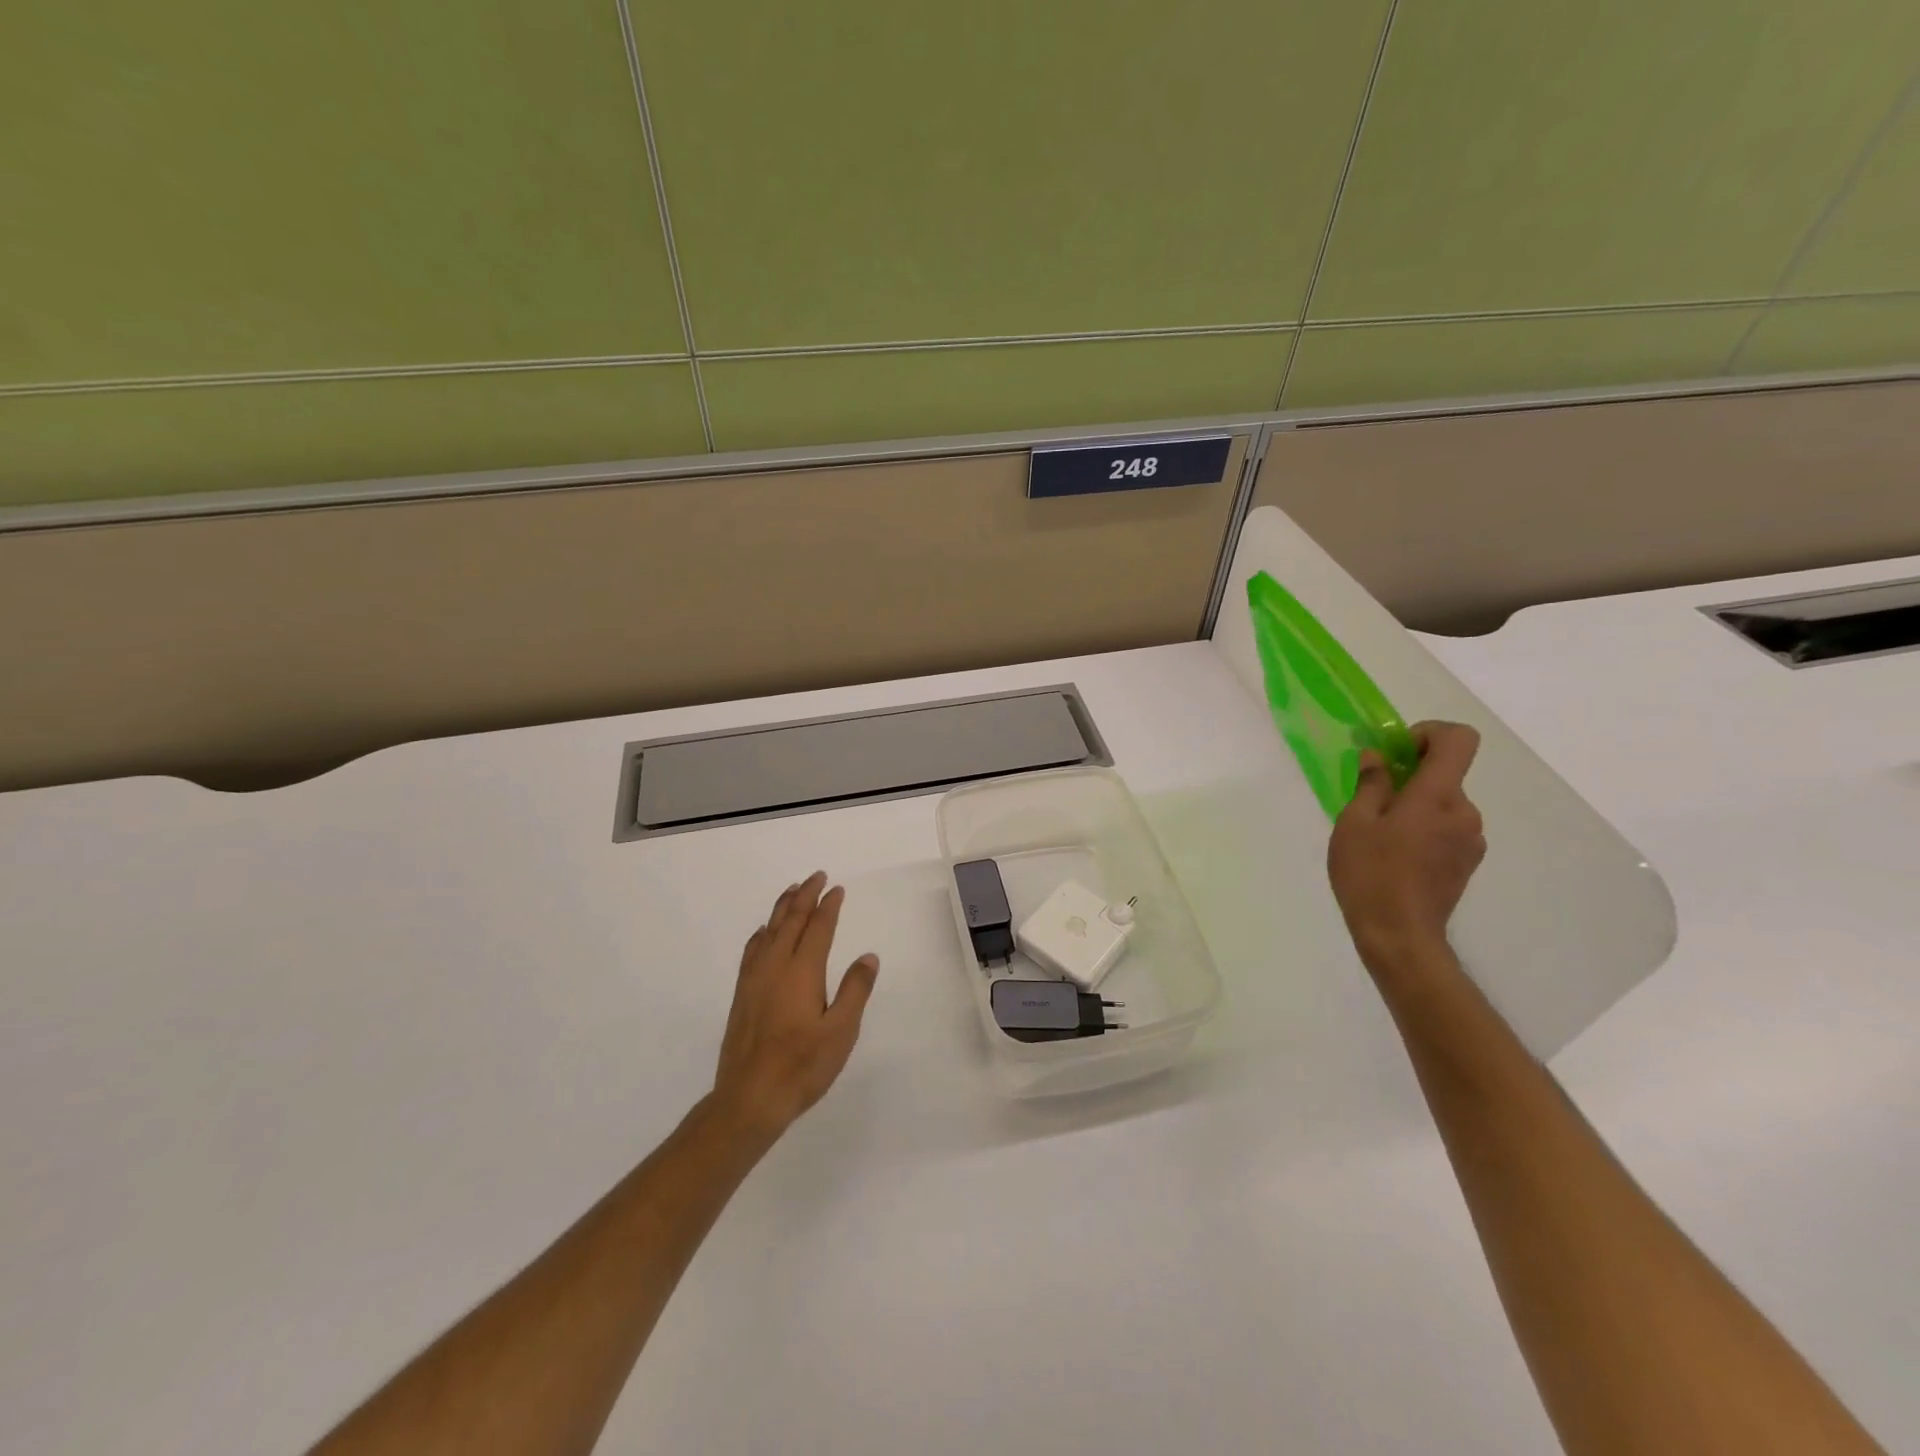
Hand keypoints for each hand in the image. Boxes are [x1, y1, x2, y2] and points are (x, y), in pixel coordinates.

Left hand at [711, 872, 879, 1141]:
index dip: (828, 906)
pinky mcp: (742, 994)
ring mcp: (754, 979)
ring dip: (783, 907)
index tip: (837, 889)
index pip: (818, 928)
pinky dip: (763, 932)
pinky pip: (752, 949)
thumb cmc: (802, 1066)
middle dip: (805, 895)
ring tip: (792, 890)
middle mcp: (775, 966)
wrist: (749, 1098)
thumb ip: (855, 991)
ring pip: (769, 930)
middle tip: (816, 876)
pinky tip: (764, 932)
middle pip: (790, 920)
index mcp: (802, 971)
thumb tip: (868, 957)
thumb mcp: (841, 1032)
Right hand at [1327, 721, 1486, 977]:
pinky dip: (1423, 827)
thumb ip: (1370, 784)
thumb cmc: (1370, 873)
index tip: (1398, 751)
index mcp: (1438, 796)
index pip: (1459, 740)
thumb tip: (1378, 758)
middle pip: (1446, 774)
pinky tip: (1394, 854)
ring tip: (1378, 834)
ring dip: (1414, 805)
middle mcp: (1465, 812)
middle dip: (1410, 775)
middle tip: (1370, 799)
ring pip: (1443, 803)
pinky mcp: (1467, 862)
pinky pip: (1446, 828)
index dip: (1430, 733)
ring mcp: (1470, 840)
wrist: (1400, 935)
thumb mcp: (1354, 822)